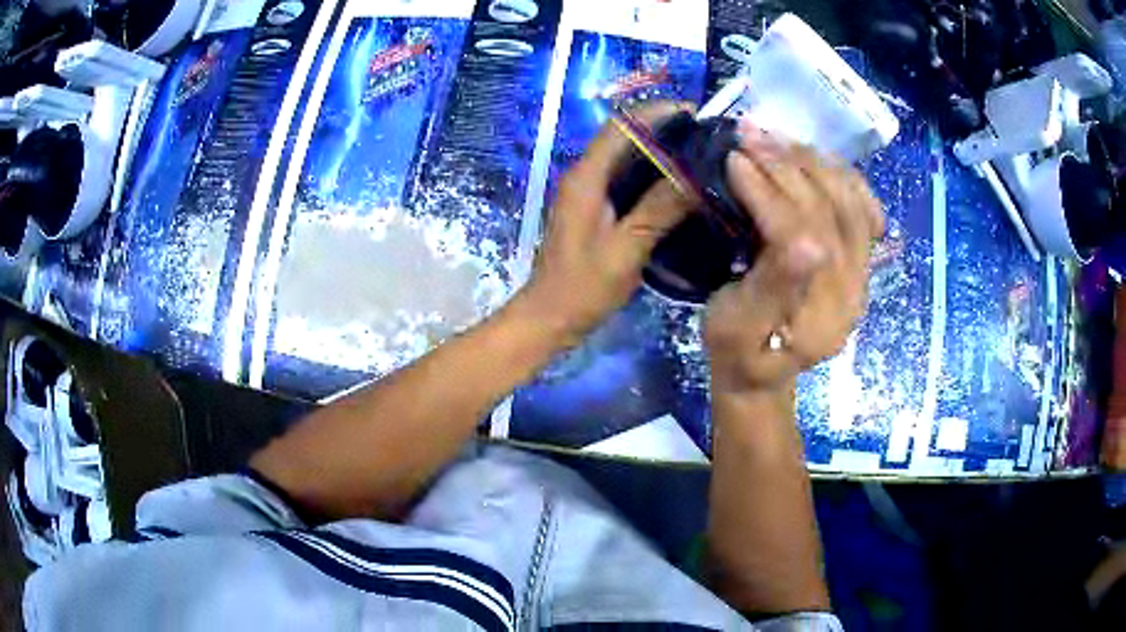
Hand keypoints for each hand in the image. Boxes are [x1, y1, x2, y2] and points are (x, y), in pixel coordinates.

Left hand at [518, 103, 695, 345]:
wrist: (550, 317)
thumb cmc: (583, 287)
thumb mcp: (626, 249)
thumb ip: (659, 209)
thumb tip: (696, 174)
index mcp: (586, 176)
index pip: (622, 126)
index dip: (658, 112)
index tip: (696, 113)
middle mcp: (585, 175)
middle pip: (625, 137)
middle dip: (665, 129)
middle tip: (707, 136)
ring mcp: (589, 192)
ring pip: (627, 158)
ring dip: (661, 151)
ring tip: (701, 155)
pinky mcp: (596, 208)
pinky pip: (627, 179)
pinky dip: (653, 175)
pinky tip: (681, 186)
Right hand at [705, 126, 883, 393]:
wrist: (763, 372)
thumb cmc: (738, 352)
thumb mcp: (737, 328)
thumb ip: (775, 288)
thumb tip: (805, 242)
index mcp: (822, 311)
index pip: (803, 234)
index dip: (768, 191)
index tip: (733, 158)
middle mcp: (854, 288)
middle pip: (830, 211)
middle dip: (788, 165)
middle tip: (748, 133)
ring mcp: (862, 272)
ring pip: (851, 202)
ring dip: (812, 161)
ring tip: (774, 136)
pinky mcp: (859, 260)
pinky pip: (864, 208)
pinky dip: (842, 175)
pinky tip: (814, 157)